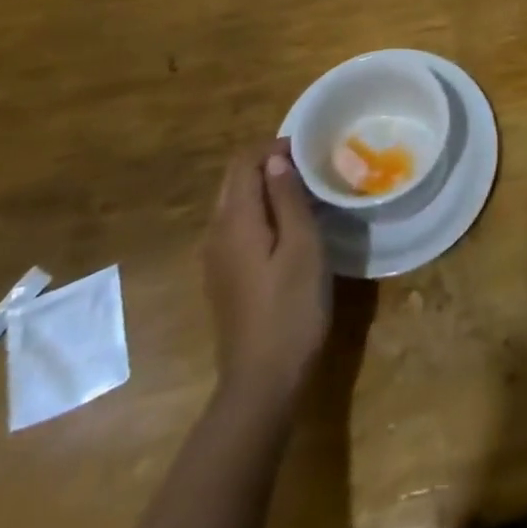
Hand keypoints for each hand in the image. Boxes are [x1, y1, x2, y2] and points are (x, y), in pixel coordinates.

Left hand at [204, 139, 330, 403]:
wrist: (262, 381)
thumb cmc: (291, 307)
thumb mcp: (302, 245)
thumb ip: (288, 198)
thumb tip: (277, 158)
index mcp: (235, 220)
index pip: (244, 162)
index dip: (274, 146)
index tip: (310, 148)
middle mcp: (216, 233)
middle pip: (235, 180)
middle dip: (268, 163)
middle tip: (310, 165)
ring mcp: (216, 259)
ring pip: (235, 203)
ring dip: (265, 187)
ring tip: (304, 190)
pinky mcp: (224, 278)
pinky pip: (237, 227)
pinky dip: (260, 212)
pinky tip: (288, 226)